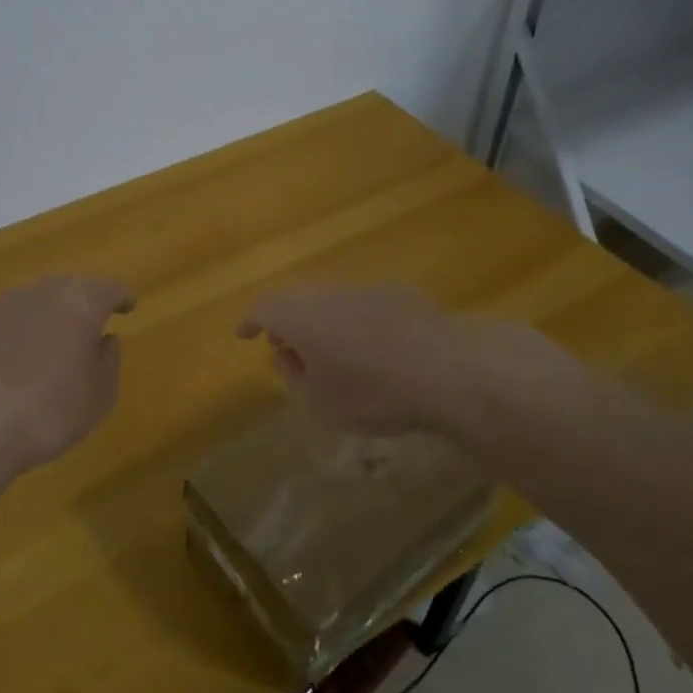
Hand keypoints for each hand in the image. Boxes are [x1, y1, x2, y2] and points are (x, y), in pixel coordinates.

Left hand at [0, 275, 134, 474]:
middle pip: (70, 286)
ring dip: (49, 313)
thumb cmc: (48, 412)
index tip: (127, 307)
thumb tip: (106, 341)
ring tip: (53, 339)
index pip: (109, 287)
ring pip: (36, 298)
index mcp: (81, 303)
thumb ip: (108, 362)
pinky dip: (20, 328)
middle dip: (83, 300)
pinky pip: (8, 317)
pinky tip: (17, 354)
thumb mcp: (99, 397)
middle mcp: (43, 292)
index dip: (121, 296)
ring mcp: (3, 303)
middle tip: (91, 322)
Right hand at [236, 284, 465, 434]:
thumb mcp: (320, 402)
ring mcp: (367, 290)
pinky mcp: (401, 295)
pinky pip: (365, 305)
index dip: (251, 321)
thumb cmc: (372, 392)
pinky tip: (375, 350)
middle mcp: (329, 293)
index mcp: (301, 316)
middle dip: (288, 321)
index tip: (245, 334)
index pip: (263, 307)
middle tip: (288, 346)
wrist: (447, 370)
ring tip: (332, 352)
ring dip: (324, 321)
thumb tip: (288, 354)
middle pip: (297, 299)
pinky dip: (357, 322)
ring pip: (332, 300)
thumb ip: (295, 376)